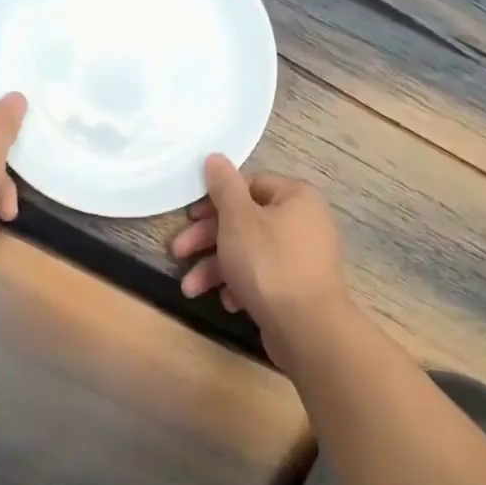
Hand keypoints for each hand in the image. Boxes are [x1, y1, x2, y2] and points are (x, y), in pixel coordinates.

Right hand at [172, 154, 351, 366]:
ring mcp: (302, 257)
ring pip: (249, 253)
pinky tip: (229, 302)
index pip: (249, 185)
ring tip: (191, 289)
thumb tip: (215, 157)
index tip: (189, 217)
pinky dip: (240, 286)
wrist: (307, 327)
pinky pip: (263, 277)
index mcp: (296, 197)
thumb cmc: (269, 264)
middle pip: (245, 222)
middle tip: (178, 252)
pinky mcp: (297, 287)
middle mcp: (304, 222)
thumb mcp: (238, 220)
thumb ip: (224, 187)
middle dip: (208, 240)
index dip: (215, 200)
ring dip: (216, 269)